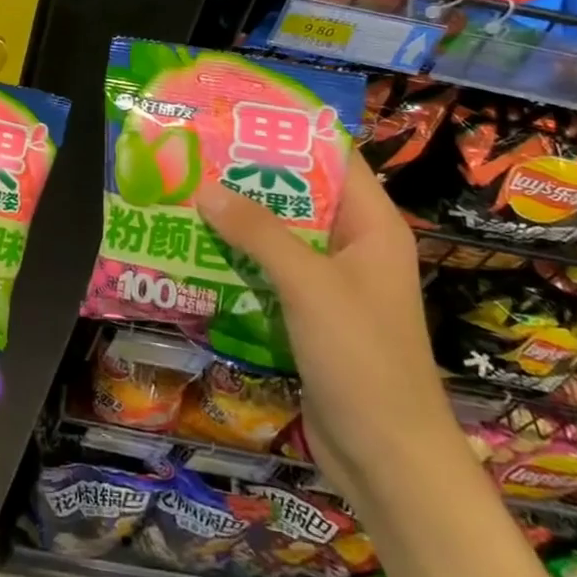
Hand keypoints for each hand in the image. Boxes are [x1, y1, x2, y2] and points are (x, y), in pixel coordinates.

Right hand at [195, 150, 457, 499]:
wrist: (389, 461)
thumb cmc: (362, 358)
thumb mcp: (309, 285)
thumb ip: (258, 233)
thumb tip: (206, 188)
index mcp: (372, 225)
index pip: (333, 158)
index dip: (289, 133)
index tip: (238, 116)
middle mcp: (353, 245)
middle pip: (300, 194)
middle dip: (251, 176)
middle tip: (198, 153)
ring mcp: (332, 282)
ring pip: (281, 235)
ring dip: (239, 220)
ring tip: (187, 192)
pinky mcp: (310, 314)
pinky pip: (271, 272)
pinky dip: (239, 259)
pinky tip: (197, 248)